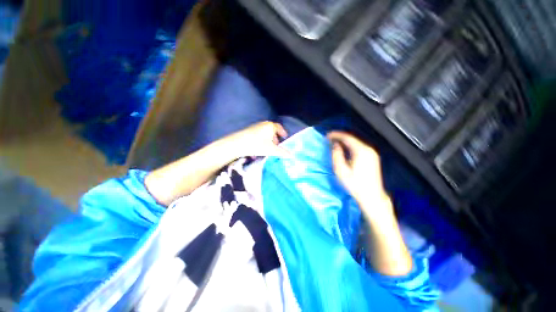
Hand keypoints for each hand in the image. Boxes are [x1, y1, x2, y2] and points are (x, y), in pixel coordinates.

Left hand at [223, 121, 289, 158]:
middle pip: (272, 131)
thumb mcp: (271, 150)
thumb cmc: (257, 145)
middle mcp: (263, 124)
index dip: (283, 132)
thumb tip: (292, 156)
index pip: (279, 128)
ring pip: (264, 134)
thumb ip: (282, 153)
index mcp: (270, 126)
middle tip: (276, 145)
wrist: (237, 144)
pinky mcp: (248, 131)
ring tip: (267, 149)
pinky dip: (260, 141)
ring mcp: (255, 127)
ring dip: (267, 141)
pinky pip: (258, 135)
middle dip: (275, 138)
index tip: (285, 137)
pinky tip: (258, 150)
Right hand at [327, 131, 391, 216]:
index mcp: (361, 151)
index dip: (336, 135)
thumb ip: (337, 154)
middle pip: (352, 139)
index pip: (347, 137)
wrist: (371, 196)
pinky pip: (359, 147)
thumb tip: (335, 145)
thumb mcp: (341, 170)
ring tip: (334, 143)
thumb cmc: (354, 184)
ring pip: (356, 143)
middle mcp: (368, 149)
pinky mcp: (373, 158)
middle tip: (329, 139)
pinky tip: (344, 150)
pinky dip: (350, 146)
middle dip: (340, 138)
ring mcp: (372, 153)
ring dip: (345, 142)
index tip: (327, 135)